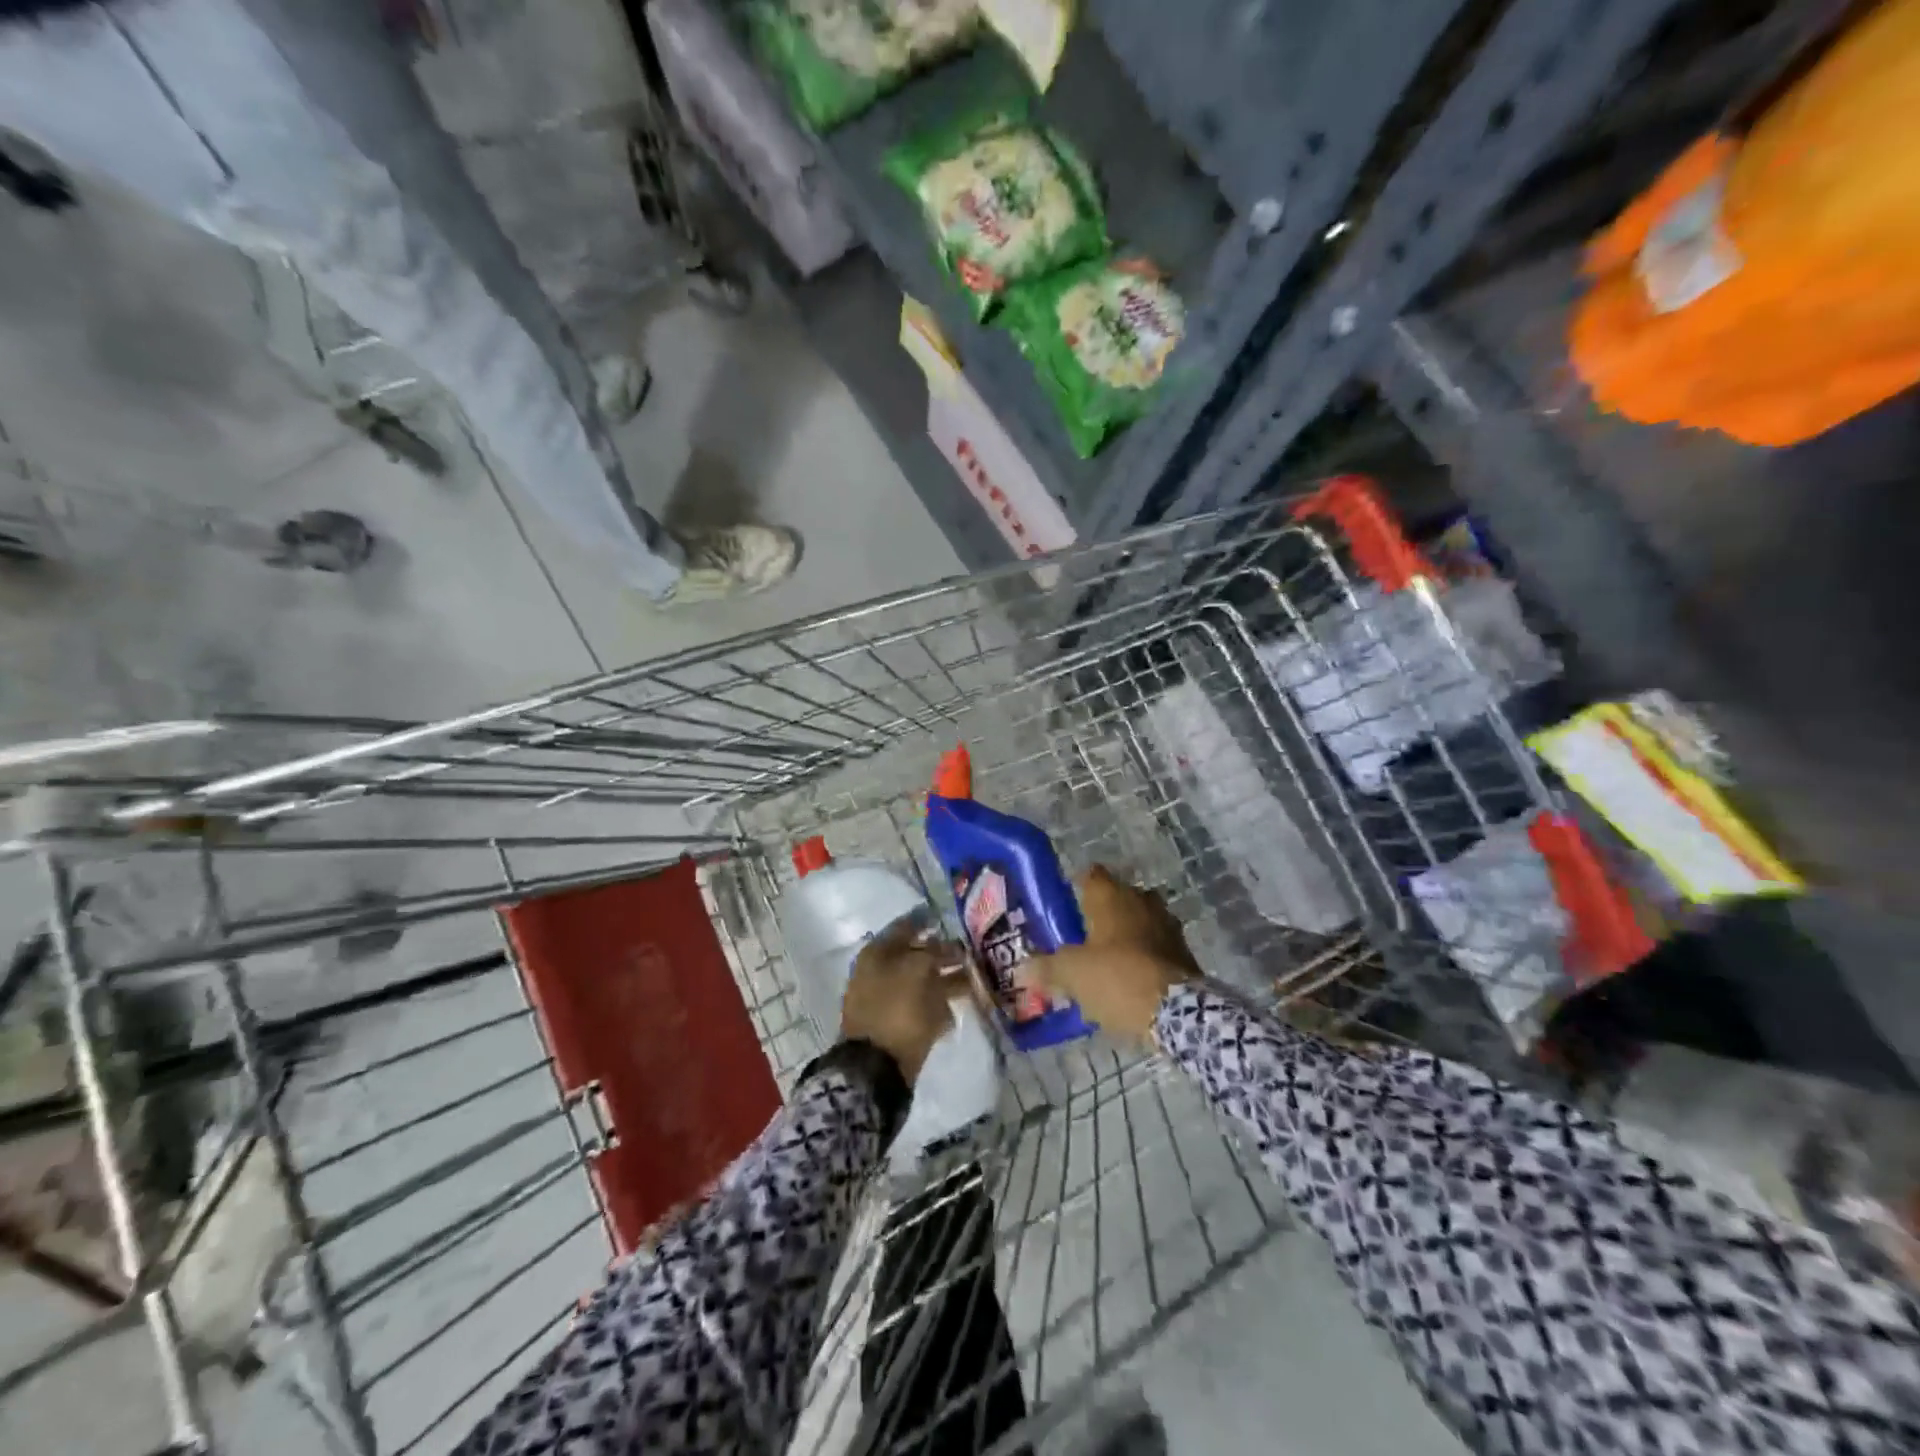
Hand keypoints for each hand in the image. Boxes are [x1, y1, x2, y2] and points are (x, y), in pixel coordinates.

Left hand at [841, 917, 969, 1083]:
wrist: (877, 1066)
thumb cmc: (897, 1008)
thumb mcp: (919, 970)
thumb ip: (934, 952)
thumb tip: (945, 946)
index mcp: (877, 952)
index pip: (906, 926)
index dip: (929, 921)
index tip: (953, 920)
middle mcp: (880, 971)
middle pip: (916, 955)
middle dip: (944, 953)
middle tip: (971, 953)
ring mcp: (887, 999)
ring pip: (923, 982)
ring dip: (947, 980)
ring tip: (974, 981)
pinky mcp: (898, 1024)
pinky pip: (922, 1007)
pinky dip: (940, 1006)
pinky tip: (956, 1011)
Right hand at [1027, 866, 1198, 1042]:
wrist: (1178, 1012)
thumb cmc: (1117, 977)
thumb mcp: (1071, 974)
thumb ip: (1046, 967)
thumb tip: (1023, 968)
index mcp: (1112, 895)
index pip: (1090, 875)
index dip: (1076, 888)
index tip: (1064, 908)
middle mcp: (1142, 900)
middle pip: (1116, 899)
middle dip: (1101, 916)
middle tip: (1080, 939)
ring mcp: (1167, 925)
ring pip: (1138, 923)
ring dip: (1124, 938)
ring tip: (1104, 964)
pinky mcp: (1185, 952)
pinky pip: (1155, 947)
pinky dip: (1142, 958)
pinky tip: (1128, 981)